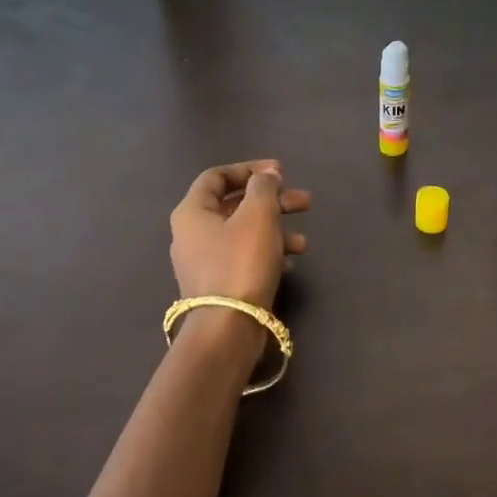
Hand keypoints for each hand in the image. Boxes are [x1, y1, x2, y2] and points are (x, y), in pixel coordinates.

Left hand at [169, 161, 310, 309]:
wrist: (227, 328)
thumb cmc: (241, 262)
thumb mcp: (258, 215)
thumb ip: (264, 187)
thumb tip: (266, 175)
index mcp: (192, 212)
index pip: (217, 176)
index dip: (249, 169)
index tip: (280, 172)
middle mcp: (192, 234)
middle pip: (235, 205)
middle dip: (273, 201)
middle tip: (304, 202)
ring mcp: (203, 262)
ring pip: (243, 233)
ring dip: (276, 230)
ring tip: (304, 243)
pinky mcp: (218, 285)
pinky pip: (244, 258)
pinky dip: (267, 254)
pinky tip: (289, 263)